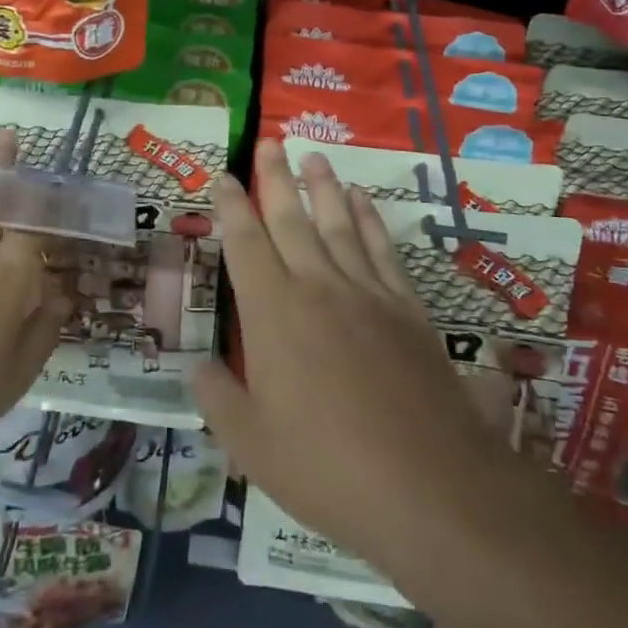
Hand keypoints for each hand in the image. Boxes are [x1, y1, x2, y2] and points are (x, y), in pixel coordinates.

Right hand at [192, 141, 554, 596]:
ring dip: (324, 187)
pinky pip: (382, 250)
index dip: (231, 207)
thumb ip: (218, 398)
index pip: (245, 244)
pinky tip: (363, 202)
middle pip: (291, 219)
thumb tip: (198, 365)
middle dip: (275, 178)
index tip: (224, 176)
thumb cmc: (328, 469)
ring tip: (314, 156)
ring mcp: (367, 294)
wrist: (429, 486)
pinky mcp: (407, 309)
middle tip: (269, 141)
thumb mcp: (251, 444)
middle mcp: (317, 288)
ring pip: (338, 224)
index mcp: (273, 313)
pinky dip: (370, 220)